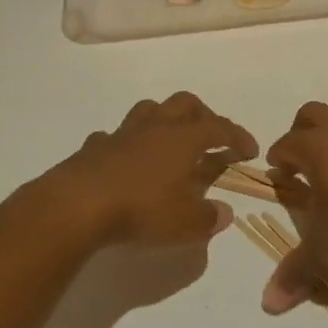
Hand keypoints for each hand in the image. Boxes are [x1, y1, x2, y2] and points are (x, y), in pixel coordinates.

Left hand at [45, 93, 256, 247]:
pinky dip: (126, 144)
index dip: (238, 137)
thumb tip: (225, 213)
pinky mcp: (94, 147)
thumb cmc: (142, 209)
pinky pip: (114, 136)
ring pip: (149, 110)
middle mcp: (156, 127)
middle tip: (212, 137)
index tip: (250, 150)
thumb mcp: (186, 223)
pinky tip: (126, 160)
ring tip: (170, 140)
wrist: (77, 205)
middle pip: (185, 104)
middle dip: (204, 115)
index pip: (220, 128)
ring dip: (164, 119)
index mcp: (184, 139)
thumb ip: (209, 217)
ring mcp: (122, 134)